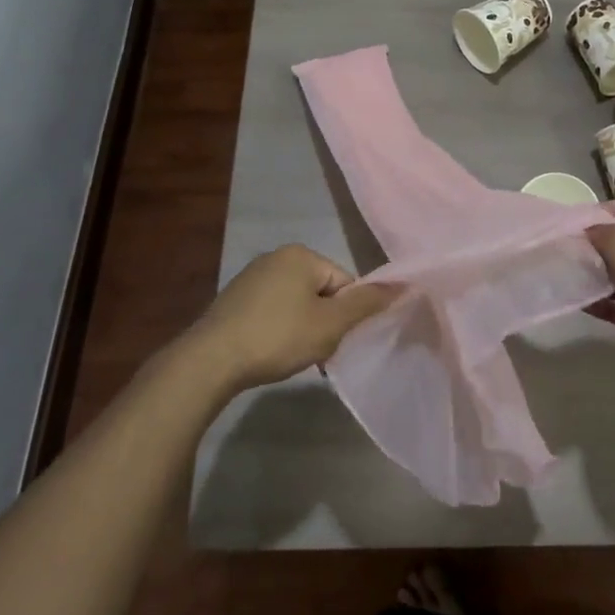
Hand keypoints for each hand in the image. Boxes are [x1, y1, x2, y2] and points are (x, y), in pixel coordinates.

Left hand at [185, 245, 396, 393]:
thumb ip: (366, 304)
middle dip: (324, 322)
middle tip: (318, 352)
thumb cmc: (278, 336)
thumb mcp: (330, 324)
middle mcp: (276, 256)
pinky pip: (272, 311)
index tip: (337, 341)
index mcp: (301, 254)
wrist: (211, 360)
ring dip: (302, 328)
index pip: (344, 282)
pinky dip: (279, 330)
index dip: (347, 315)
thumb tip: (403, 285)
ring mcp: (251, 277)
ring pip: (296, 304)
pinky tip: (271, 353)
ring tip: (293, 356)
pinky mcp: (234, 300)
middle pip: (320, 291)